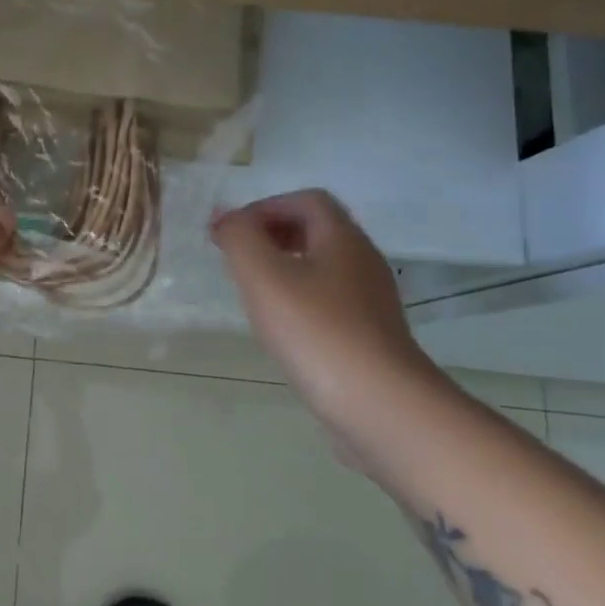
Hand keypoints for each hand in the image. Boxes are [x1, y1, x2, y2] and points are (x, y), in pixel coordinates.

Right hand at [211, 190, 441, 455]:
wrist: (379, 405)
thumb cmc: (316, 331)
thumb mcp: (263, 275)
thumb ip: (239, 237)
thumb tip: (225, 217)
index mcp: (342, 238)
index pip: (306, 200)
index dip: (264, 207)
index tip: (229, 233)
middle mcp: (362, 261)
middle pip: (316, 230)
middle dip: (271, 234)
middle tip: (235, 257)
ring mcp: (369, 301)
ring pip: (322, 266)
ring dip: (283, 266)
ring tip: (250, 290)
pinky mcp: (368, 335)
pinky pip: (328, 300)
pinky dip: (298, 298)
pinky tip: (279, 326)